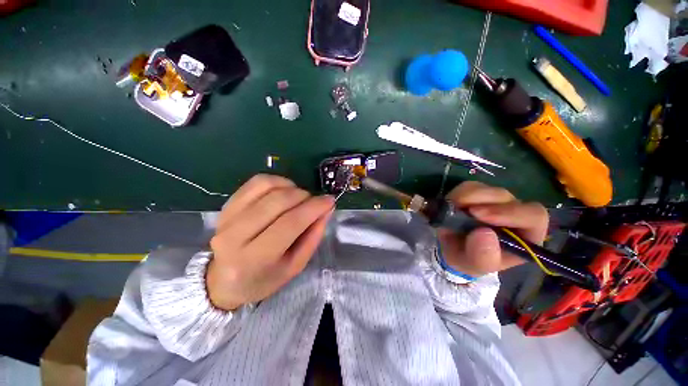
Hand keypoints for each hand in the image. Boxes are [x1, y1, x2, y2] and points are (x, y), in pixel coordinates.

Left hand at [207, 174, 333, 310]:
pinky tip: (284, 190)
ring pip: (266, 186)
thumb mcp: (295, 266)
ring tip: (299, 197)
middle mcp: (235, 236)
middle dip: (304, 196)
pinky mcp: (227, 205)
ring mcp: (227, 217)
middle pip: (278, 201)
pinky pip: (255, 182)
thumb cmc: (264, 278)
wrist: (225, 280)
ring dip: (291, 187)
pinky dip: (277, 181)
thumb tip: (326, 208)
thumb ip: (313, 236)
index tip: (329, 201)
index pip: (290, 223)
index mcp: (254, 259)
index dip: (314, 208)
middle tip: (314, 202)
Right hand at [437, 181, 548, 276]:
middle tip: (466, 211)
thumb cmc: (468, 259)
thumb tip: (484, 233)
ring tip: (454, 211)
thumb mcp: (474, 266)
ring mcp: (495, 201)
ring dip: (469, 197)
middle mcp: (514, 214)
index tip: (480, 215)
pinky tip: (452, 206)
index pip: (533, 216)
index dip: (510, 213)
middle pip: (508, 197)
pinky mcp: (477, 193)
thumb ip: (482, 257)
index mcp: (525, 235)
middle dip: (486, 202)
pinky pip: (470, 186)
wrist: (451, 248)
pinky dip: (458, 194)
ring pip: (487, 189)